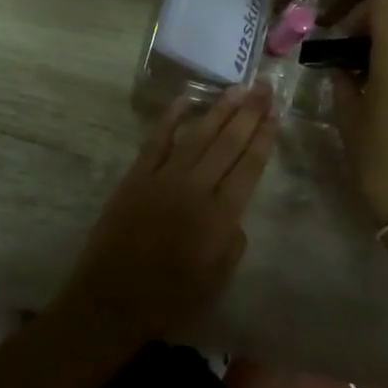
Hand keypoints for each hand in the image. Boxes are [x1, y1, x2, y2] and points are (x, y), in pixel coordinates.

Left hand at [56, 83, 278, 342]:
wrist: (112, 300)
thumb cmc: (170, 298)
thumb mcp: (217, 280)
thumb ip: (233, 242)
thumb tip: (234, 214)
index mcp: (220, 217)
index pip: (249, 167)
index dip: (264, 138)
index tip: (275, 114)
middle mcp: (195, 189)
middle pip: (228, 143)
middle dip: (249, 113)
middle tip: (265, 87)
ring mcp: (163, 178)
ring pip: (197, 135)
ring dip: (219, 110)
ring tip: (238, 88)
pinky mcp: (136, 177)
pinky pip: (156, 141)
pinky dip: (170, 118)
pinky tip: (185, 99)